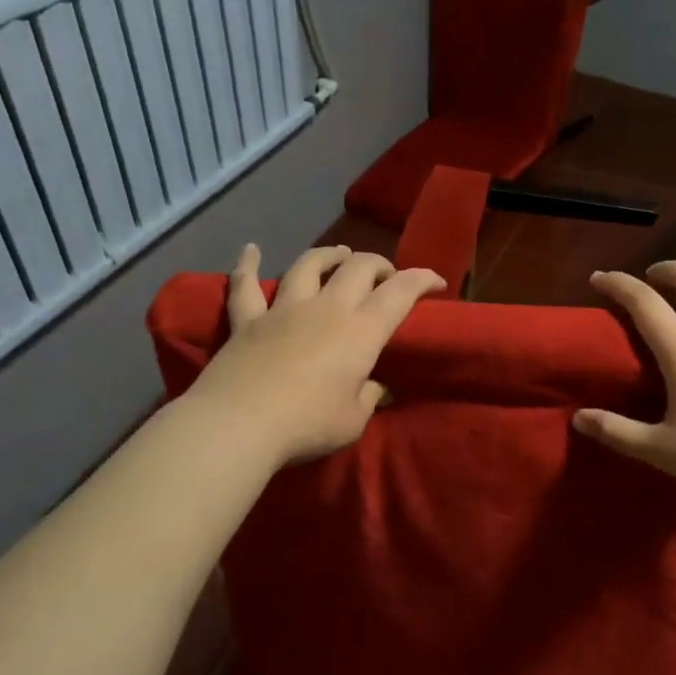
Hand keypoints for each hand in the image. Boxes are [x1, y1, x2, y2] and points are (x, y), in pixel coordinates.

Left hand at [183, 243, 444, 467]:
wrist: (239, 424)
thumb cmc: (308, 424)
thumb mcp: (353, 420)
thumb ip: (368, 397)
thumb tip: (375, 387)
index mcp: (361, 331)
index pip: (400, 292)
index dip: (422, 280)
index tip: (436, 282)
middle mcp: (327, 308)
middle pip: (358, 268)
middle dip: (378, 265)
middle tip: (386, 276)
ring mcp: (284, 309)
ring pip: (308, 265)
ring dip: (329, 255)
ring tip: (339, 253)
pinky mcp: (247, 320)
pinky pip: (245, 286)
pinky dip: (247, 265)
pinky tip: (250, 250)